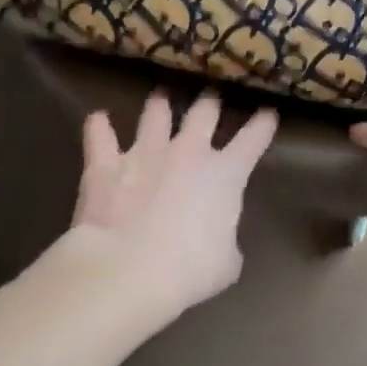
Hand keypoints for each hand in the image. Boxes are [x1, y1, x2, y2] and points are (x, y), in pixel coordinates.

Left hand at [70, 91, 277, 318]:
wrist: (128, 270)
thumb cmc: (189, 270)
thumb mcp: (228, 262)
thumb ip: (227, 241)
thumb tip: (218, 239)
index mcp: (226, 174)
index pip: (254, 139)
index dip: (263, 124)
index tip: (268, 112)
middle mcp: (188, 152)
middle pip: (205, 112)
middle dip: (211, 101)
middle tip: (211, 95)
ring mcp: (145, 153)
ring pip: (155, 113)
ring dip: (159, 104)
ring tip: (161, 95)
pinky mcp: (105, 164)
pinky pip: (99, 135)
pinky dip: (99, 126)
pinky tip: (97, 119)